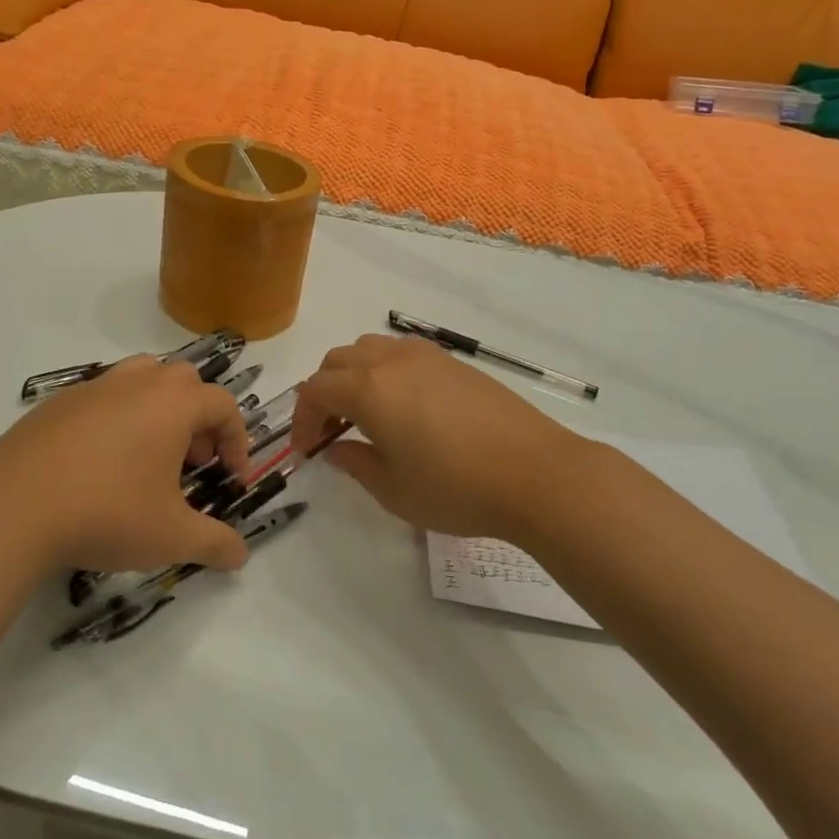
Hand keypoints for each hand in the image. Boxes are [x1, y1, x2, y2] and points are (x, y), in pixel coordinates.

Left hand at [0, 355, 251, 573]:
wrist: (13, 506)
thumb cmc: (107, 512)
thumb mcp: (171, 536)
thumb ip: (214, 543)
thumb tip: (240, 555)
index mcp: (173, 403)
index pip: (224, 405)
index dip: (236, 441)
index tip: (230, 479)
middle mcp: (138, 382)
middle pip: (185, 382)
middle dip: (198, 420)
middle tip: (190, 463)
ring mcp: (95, 387)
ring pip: (142, 378)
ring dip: (158, 409)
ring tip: (148, 455)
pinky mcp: (59, 401)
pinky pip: (103, 397)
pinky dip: (117, 418)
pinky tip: (100, 463)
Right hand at [293, 335, 613, 540]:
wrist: (536, 472)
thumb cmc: (456, 487)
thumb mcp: (393, 490)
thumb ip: (355, 463)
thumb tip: (335, 448)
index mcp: (368, 388)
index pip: (315, 390)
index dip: (302, 419)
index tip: (307, 450)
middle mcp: (390, 360)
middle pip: (337, 361)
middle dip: (323, 393)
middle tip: (330, 431)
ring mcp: (424, 355)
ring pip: (368, 349)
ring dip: (353, 375)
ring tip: (365, 414)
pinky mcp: (452, 361)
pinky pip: (400, 352)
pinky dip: (384, 371)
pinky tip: (404, 406)